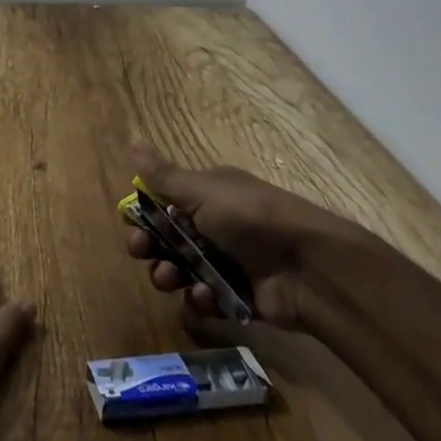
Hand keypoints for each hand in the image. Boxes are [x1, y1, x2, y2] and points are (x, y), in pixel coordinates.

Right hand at [124, 141, 381, 330]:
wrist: (307, 267)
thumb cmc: (249, 217)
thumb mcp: (202, 190)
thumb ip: (163, 175)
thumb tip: (132, 141)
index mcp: (208, 193)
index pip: (163, 202)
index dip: (144, 214)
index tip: (133, 224)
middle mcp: (215, 224)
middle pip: (167, 238)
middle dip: (150, 247)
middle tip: (143, 252)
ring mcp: (226, 262)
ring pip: (181, 270)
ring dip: (170, 274)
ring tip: (173, 279)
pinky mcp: (236, 297)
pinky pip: (205, 299)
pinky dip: (201, 298)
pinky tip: (206, 296)